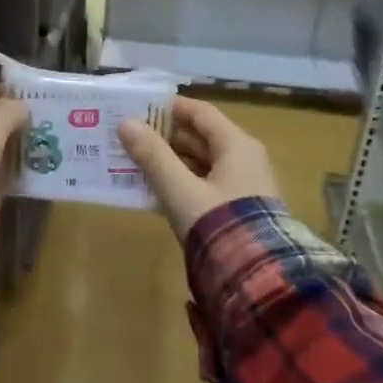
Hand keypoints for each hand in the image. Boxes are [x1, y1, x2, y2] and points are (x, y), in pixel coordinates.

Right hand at [119, 96, 281, 238]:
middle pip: (200, 137)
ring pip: (200, 162)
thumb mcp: (180, 189)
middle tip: (129, 134)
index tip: (139, 106)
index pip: (201, 113)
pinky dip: (180, 181)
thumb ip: (153, 156)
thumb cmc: (218, 222)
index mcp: (236, 145)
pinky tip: (153, 188)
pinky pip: (204, 184)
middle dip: (164, 135)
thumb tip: (126, 123)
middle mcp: (244, 159)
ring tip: (133, 160)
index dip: (170, 107)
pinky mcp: (237, 208)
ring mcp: (242, 185)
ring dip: (169, 160)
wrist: (255, 275)